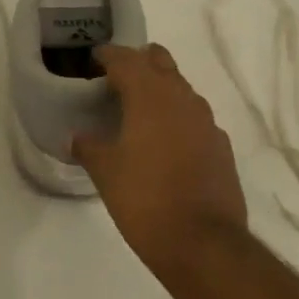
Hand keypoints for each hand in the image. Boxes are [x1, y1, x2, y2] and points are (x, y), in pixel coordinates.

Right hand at [74, 44, 250, 286]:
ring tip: (137, 110)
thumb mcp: (105, 172)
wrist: (203, 242)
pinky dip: (177, 119)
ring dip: (160, 90)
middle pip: (161, 63)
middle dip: (139, 63)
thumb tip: (77, 137)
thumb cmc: (144, 199)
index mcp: (150, 97)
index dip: (108, 55)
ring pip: (181, 89)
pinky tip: (164, 142)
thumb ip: (89, 147)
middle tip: (116, 78)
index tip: (94, 59)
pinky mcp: (221, 147)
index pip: (126, 59)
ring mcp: (207, 123)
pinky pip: (195, 119)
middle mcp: (183, 100)